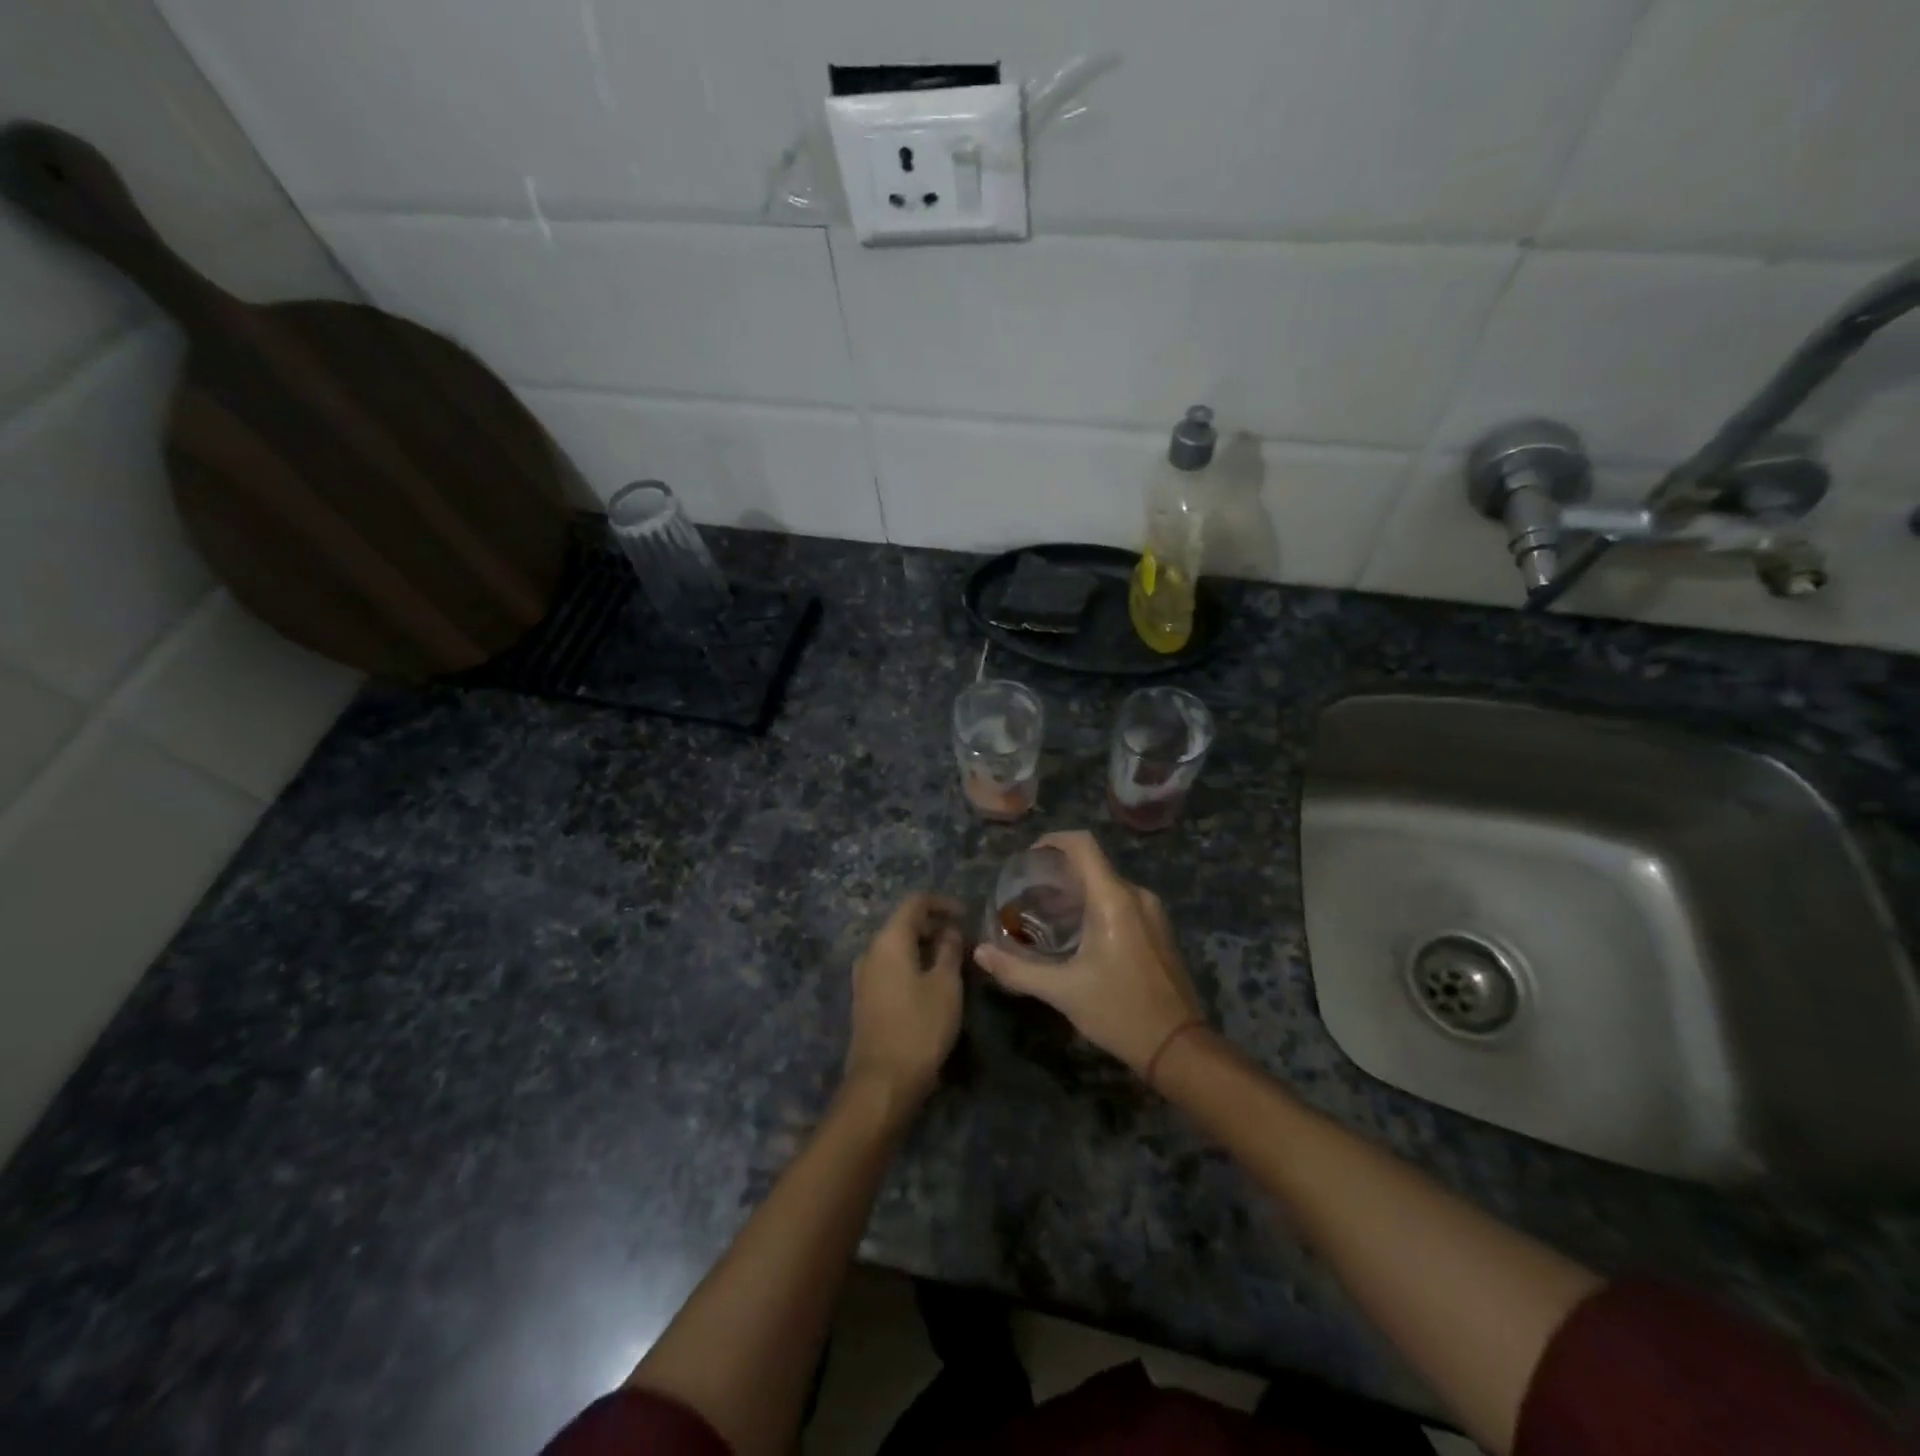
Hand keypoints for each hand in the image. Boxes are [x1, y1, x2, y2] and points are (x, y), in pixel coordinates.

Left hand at [844, 894, 965, 1106]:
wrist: (883, 1082)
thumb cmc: (920, 1027)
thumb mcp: (946, 985)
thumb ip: (949, 950)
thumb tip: (949, 930)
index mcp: (889, 940)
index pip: (915, 903)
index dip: (942, 903)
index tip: (966, 914)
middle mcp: (871, 951)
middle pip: (903, 923)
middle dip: (934, 925)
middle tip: (963, 940)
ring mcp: (864, 976)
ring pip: (897, 947)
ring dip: (923, 947)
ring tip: (952, 960)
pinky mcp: (865, 998)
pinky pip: (891, 967)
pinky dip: (912, 964)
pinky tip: (932, 982)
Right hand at [973, 832, 1202, 1075]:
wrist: (1178, 1047)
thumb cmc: (1118, 1011)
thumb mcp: (1063, 991)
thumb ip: (1017, 969)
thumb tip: (979, 953)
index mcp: (1113, 899)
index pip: (1082, 844)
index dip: (1053, 840)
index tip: (1029, 858)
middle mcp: (1136, 895)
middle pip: (1093, 864)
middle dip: (1059, 874)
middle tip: (1028, 896)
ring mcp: (1152, 912)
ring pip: (1108, 885)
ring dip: (1078, 893)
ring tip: (1047, 917)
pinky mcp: (1159, 930)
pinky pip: (1123, 902)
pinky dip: (1097, 906)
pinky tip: (1079, 936)